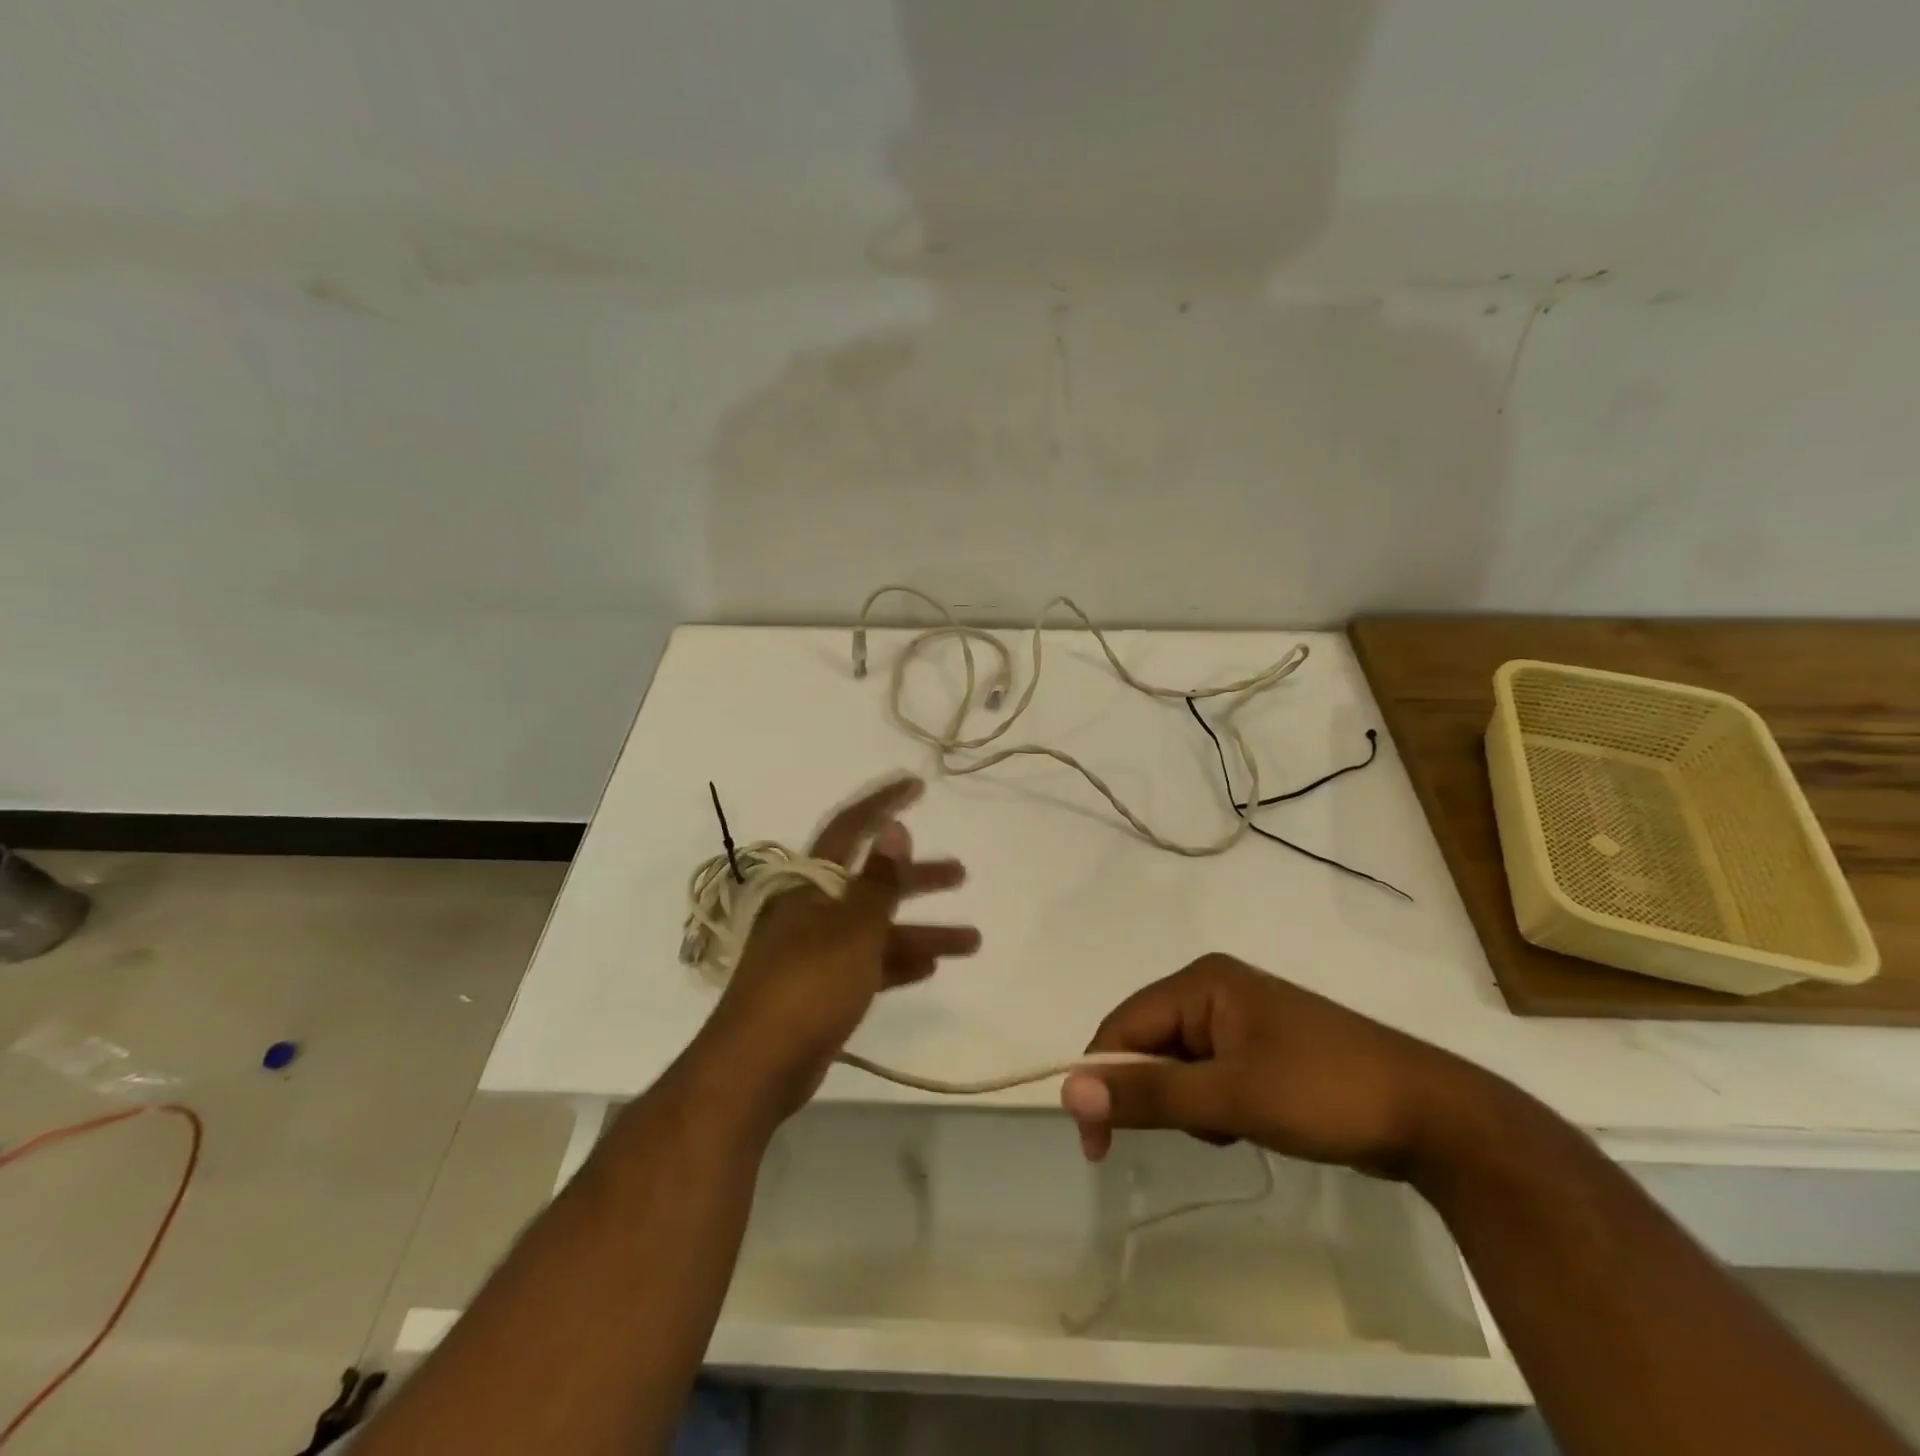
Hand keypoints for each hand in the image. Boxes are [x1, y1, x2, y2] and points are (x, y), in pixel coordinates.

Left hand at [701, 776, 979, 1122]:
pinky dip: (897, 962)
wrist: (757, 1066)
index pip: (850, 828)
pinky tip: (930, 966)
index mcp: (811, 884)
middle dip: (918, 879)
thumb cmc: (808, 984)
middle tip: (961, 874)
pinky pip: (868, 965)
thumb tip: (895, 828)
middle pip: (872, 883)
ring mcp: (816, 951)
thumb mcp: (853, 927)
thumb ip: (879, 880)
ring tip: (971, 939)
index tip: (916, 786)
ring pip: (876, 929)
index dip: (883, 804)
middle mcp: (812, 910)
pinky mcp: (821, 989)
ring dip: (921, 931)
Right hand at [1060, 953, 1494, 1178]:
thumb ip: (1150, 1093)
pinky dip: (1216, 1106)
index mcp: (1202, 981)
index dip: (1101, 1079)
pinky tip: (1251, 1124)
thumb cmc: (1324, 1092)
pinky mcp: (1263, 1048)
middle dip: (1159, 1094)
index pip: (1124, 1025)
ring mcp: (1242, 1018)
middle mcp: (1215, 989)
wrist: (1433, 1116)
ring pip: (1180, 1064)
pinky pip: (1211, 1074)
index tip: (1095, 1145)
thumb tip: (1069, 1089)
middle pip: (1150, 1042)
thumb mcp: (1231, 1098)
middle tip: (1196, 1135)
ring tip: (1234, 1129)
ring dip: (1190, 1105)